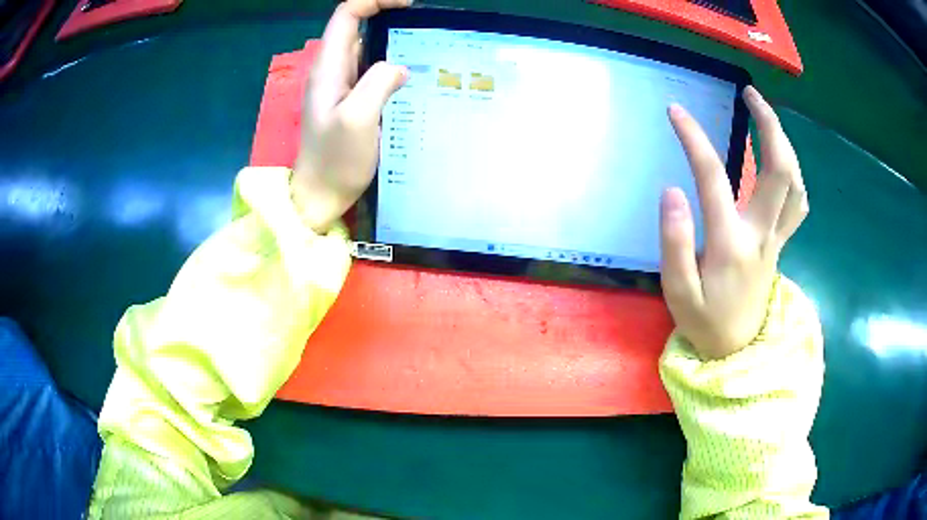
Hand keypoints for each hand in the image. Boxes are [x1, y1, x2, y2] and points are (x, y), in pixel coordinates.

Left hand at [293, 0, 410, 232]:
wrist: (320, 196)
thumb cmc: (335, 161)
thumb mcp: (357, 119)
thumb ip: (377, 83)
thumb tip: (399, 66)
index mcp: (329, 67)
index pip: (347, 14)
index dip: (374, 0)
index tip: (408, 4)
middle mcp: (333, 69)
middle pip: (356, 25)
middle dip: (388, 16)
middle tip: (424, 26)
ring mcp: (341, 85)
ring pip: (367, 47)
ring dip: (393, 40)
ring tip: (426, 46)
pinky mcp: (351, 100)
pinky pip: (372, 70)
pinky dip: (392, 62)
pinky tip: (414, 74)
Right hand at [660, 86, 807, 359]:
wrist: (736, 351)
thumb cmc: (705, 323)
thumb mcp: (677, 293)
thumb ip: (675, 242)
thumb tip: (672, 190)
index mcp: (731, 245)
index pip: (713, 178)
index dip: (694, 139)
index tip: (675, 112)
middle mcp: (762, 234)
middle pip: (780, 171)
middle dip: (769, 125)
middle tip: (750, 94)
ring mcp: (777, 238)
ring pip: (796, 183)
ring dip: (785, 143)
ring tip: (766, 115)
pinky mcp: (781, 242)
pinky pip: (799, 201)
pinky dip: (794, 172)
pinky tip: (782, 158)